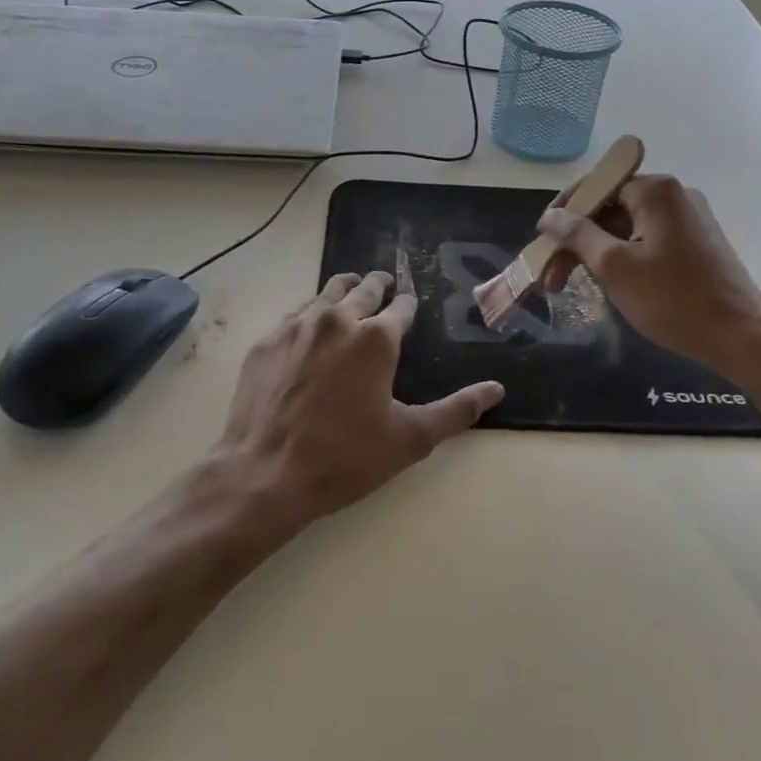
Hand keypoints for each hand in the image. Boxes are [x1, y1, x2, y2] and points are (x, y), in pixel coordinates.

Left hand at [217, 271, 503, 530]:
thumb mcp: (410, 439)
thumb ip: (456, 411)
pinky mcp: (266, 342)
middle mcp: (336, 319)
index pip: (401, 306)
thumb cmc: (344, 457)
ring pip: (326, 293)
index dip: (408, 305)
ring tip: (350, 299)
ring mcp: (296, 327)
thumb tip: (497, 389)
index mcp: (376, 338)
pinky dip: (309, 317)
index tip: (410, 306)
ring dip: (343, 292)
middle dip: (378, 286)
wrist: (264, 474)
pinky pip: (294, 316)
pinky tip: (309, 336)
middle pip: (363, 287)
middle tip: (384, 287)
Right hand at [538, 174, 760, 372]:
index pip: (595, 187)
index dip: (564, 213)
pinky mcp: (697, 242)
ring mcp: (690, 219)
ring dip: (597, 252)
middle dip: (577, 240)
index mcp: (656, 190)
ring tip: (574, 284)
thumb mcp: (614, 266)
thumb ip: (577, 235)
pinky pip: (648, 239)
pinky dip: (623, 256)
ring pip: (627, 226)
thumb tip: (549, 216)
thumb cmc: (672, 299)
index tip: (541, 242)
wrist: (741, 337)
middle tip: (553, 276)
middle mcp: (675, 195)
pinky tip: (609, 283)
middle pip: (610, 207)